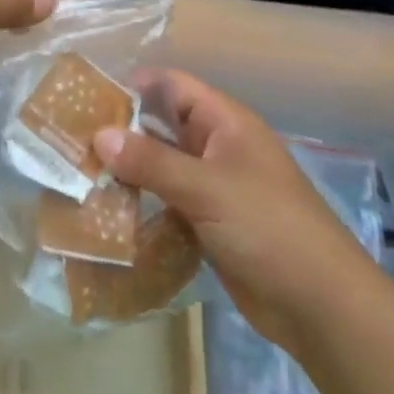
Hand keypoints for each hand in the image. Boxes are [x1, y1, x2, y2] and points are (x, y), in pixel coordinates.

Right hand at [95, 69, 373, 345]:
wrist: (320, 307)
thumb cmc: (268, 228)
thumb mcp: (207, 188)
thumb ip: (151, 161)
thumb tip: (98, 136)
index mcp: (225, 122)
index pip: (171, 86)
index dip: (132, 86)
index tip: (88, 98)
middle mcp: (217, 147)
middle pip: (162, 126)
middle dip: (122, 131)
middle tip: (72, 139)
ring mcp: (213, 187)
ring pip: (161, 166)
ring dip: (128, 170)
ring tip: (79, 173)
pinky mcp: (208, 223)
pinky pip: (167, 201)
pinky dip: (141, 203)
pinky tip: (106, 210)